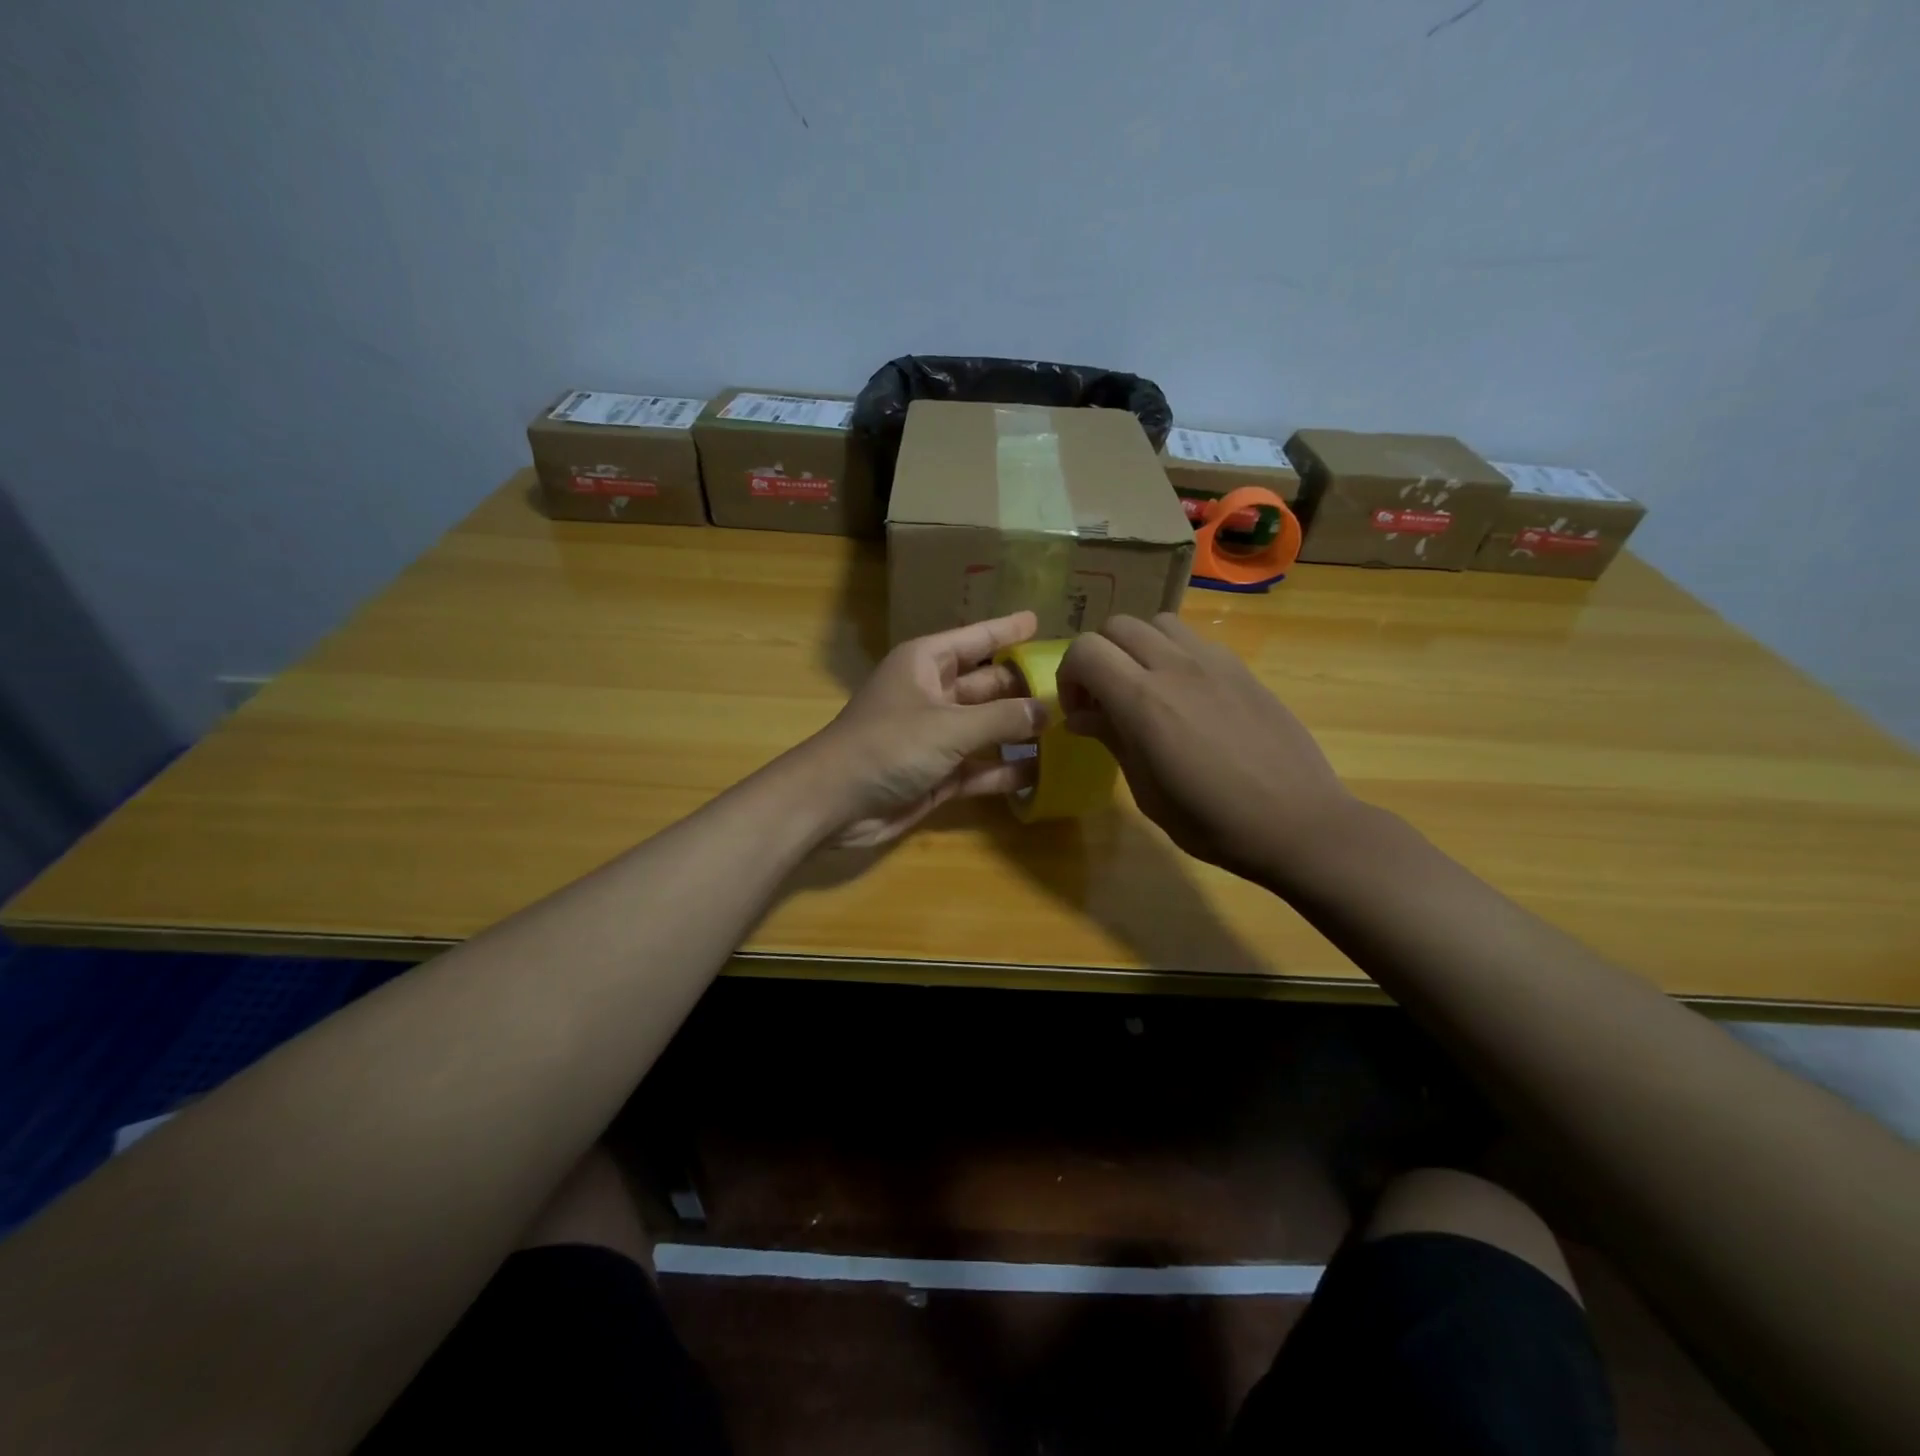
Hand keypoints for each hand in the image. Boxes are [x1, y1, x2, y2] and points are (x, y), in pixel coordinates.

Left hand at [796, 611, 1049, 847]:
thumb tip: (1048, 710)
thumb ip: (1002, 717)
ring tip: (1070, 728)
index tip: (1039, 621)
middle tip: (1071, 686)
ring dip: (1020, 730)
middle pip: (987, 684)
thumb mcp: (949, 725)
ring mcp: (935, 736)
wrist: (835, 802)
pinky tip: (1041, 772)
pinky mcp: (937, 774)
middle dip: (1023, 685)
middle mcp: (932, 694)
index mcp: (926, 663)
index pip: (976, 639)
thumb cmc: (889, 745)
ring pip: (987, 727)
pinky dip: (1005, 770)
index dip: (1006, 630)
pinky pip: (980, 767)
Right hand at [1056, 613, 1359, 881]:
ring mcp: (1213, 662)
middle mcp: (1175, 667)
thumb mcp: (1148, 792)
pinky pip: (1194, 640)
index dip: (1069, 676)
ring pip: (1157, 622)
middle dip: (1098, 657)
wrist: (1298, 823)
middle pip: (1117, 626)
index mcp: (1143, 701)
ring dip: (1137, 647)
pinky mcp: (1242, 668)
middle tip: (1104, 698)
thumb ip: (1113, 741)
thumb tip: (1082, 717)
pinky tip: (1186, 695)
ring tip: (1144, 687)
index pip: (1085, 650)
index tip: (1079, 712)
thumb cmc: (1213, 822)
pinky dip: (1174, 654)